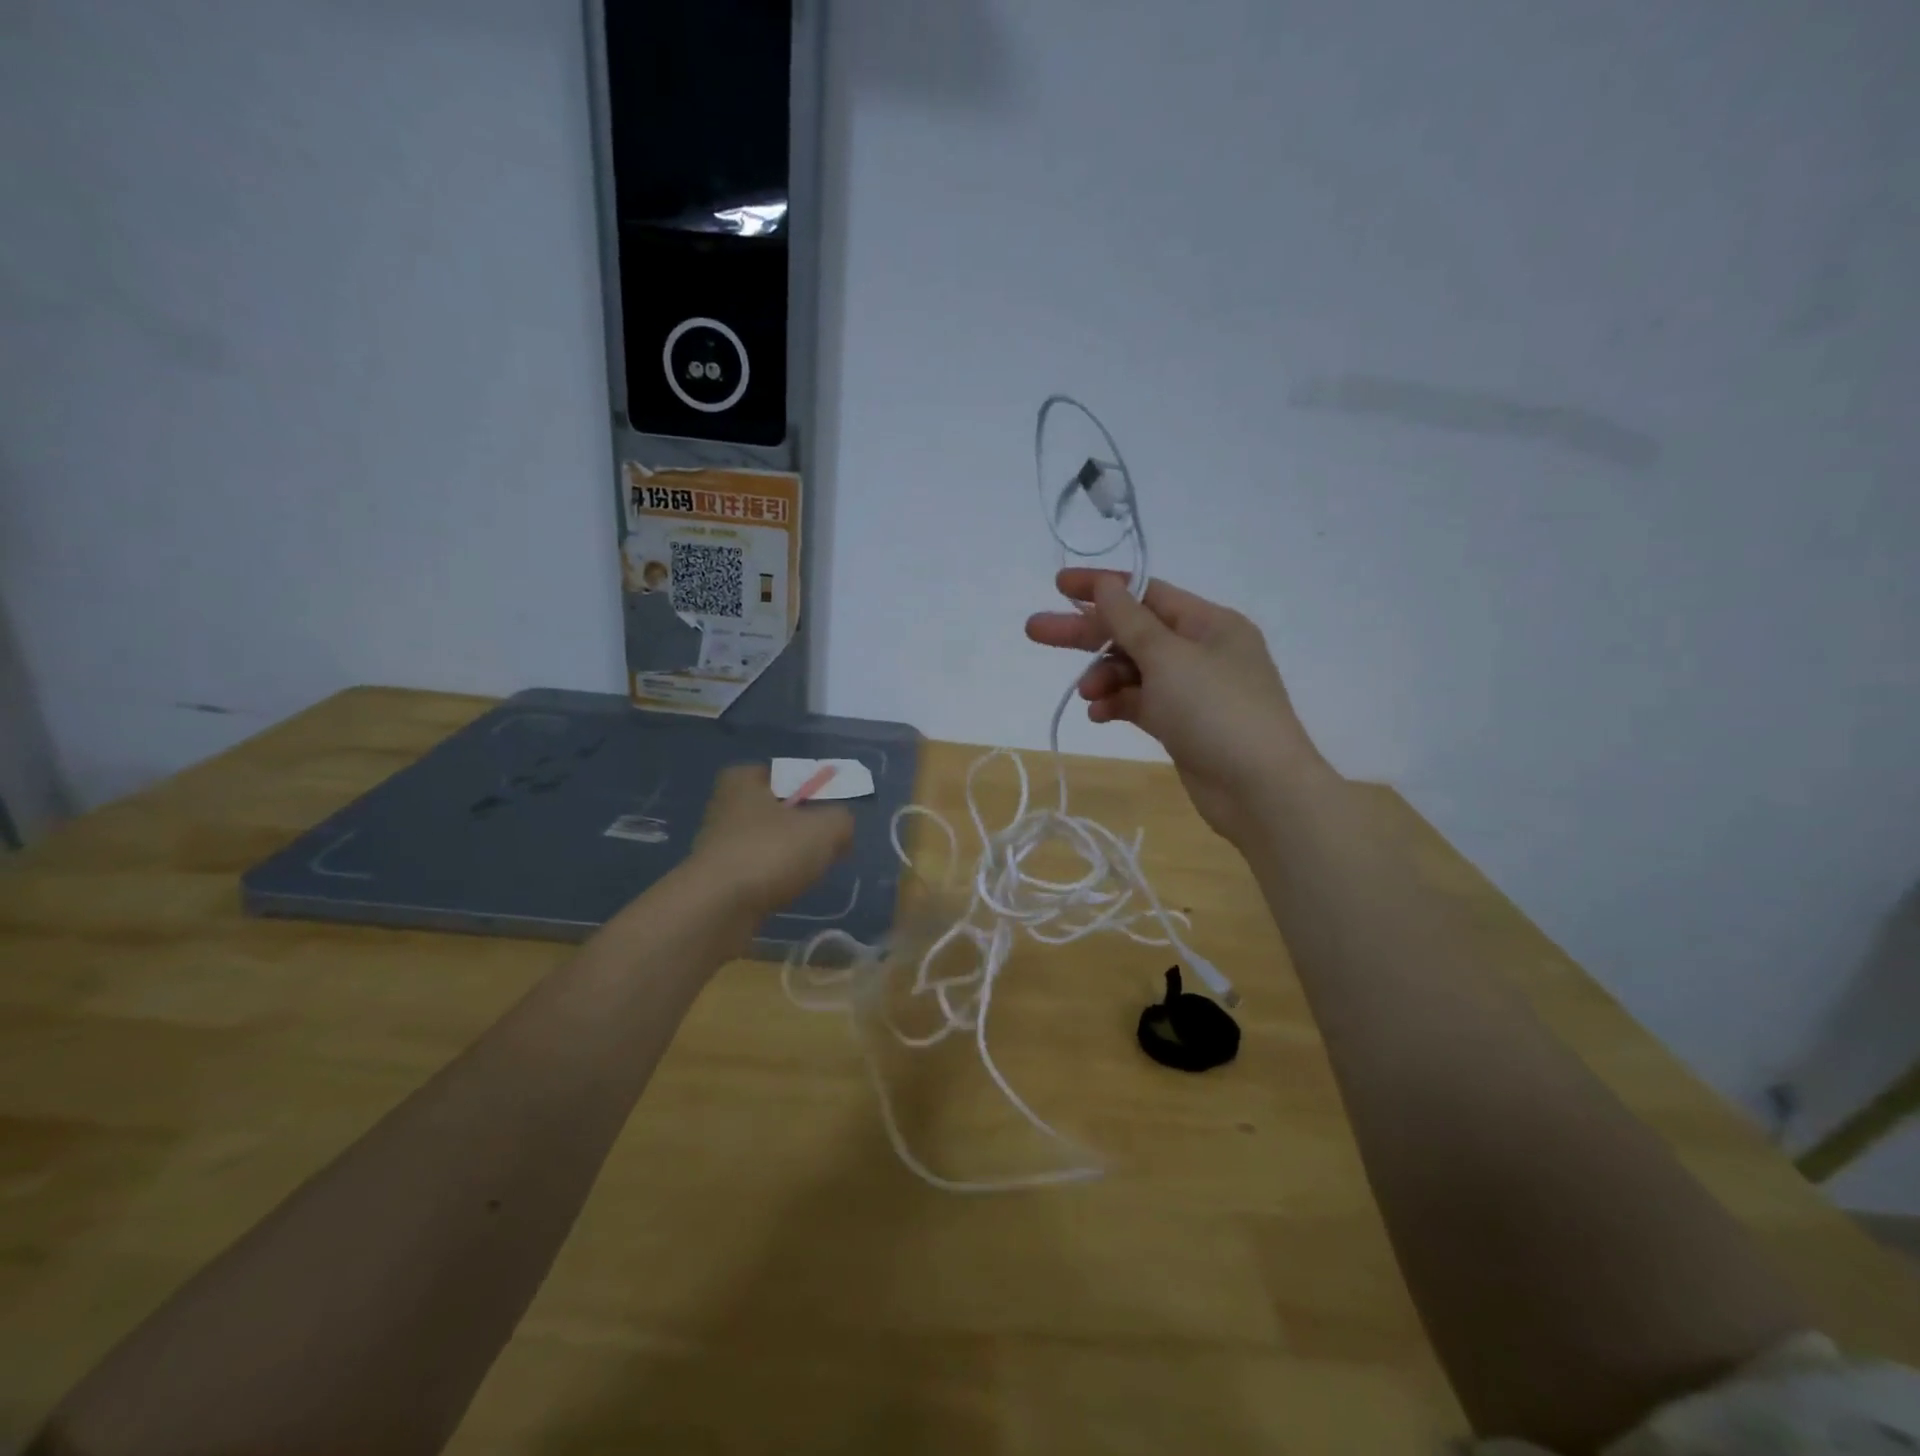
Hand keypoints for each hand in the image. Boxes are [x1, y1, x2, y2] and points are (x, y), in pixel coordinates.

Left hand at [686, 765, 854, 918]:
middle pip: (773, 810)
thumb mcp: (826, 828)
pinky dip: (771, 881)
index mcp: (742, 781)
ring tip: (808, 871)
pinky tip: (786, 892)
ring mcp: (715, 846)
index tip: (827, 806)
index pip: (781, 773)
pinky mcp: (715, 882)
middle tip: (823, 839)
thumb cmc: (771, 852)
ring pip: (763, 843)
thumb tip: (840, 828)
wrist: (716, 910)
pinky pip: (754, 873)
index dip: (807, 786)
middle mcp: (723, 807)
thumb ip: (841, 820)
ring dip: (784, 855)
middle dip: (797, 824)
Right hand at [1026, 569, 1327, 846]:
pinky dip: (1117, 704)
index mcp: (1208, 623)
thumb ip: (1130, 621)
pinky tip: (1098, 714)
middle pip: (1133, 632)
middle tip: (1036, 631)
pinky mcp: (1181, 724)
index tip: (1058, 586)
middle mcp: (1201, 650)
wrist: (1259, 789)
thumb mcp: (1168, 657)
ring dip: (1104, 676)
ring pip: (1134, 670)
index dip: (1101, 587)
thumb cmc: (1216, 710)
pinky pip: (1140, 703)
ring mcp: (1191, 690)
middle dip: (1087, 633)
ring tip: (1085, 694)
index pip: (1147, 593)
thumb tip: (1105, 584)